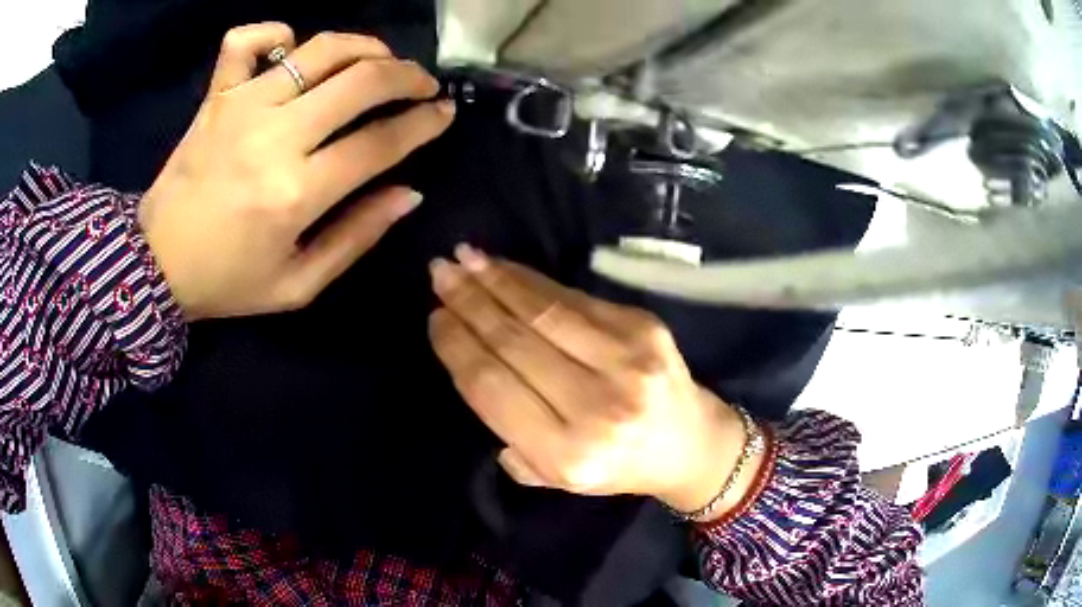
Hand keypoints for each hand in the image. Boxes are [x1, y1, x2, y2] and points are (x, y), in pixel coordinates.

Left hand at [139, 24, 454, 319]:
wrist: (155, 264)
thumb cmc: (228, 280)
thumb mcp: (299, 285)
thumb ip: (357, 237)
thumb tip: (409, 192)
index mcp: (296, 193)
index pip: (380, 142)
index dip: (424, 123)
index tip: (444, 113)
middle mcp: (274, 137)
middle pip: (362, 81)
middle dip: (407, 76)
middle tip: (422, 84)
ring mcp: (241, 106)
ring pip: (320, 49)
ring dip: (365, 46)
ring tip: (379, 59)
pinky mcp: (216, 95)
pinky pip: (246, 39)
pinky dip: (275, 32)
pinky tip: (290, 48)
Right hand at [429, 245, 759, 516]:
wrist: (690, 443)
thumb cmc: (617, 467)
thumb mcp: (555, 477)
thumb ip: (509, 436)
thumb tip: (470, 361)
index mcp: (568, 454)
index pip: (493, 387)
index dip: (458, 346)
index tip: (435, 318)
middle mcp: (598, 407)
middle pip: (514, 342)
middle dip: (469, 303)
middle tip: (439, 273)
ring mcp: (627, 361)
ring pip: (542, 311)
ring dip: (495, 280)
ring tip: (462, 259)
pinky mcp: (645, 327)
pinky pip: (575, 297)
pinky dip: (533, 280)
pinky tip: (505, 267)